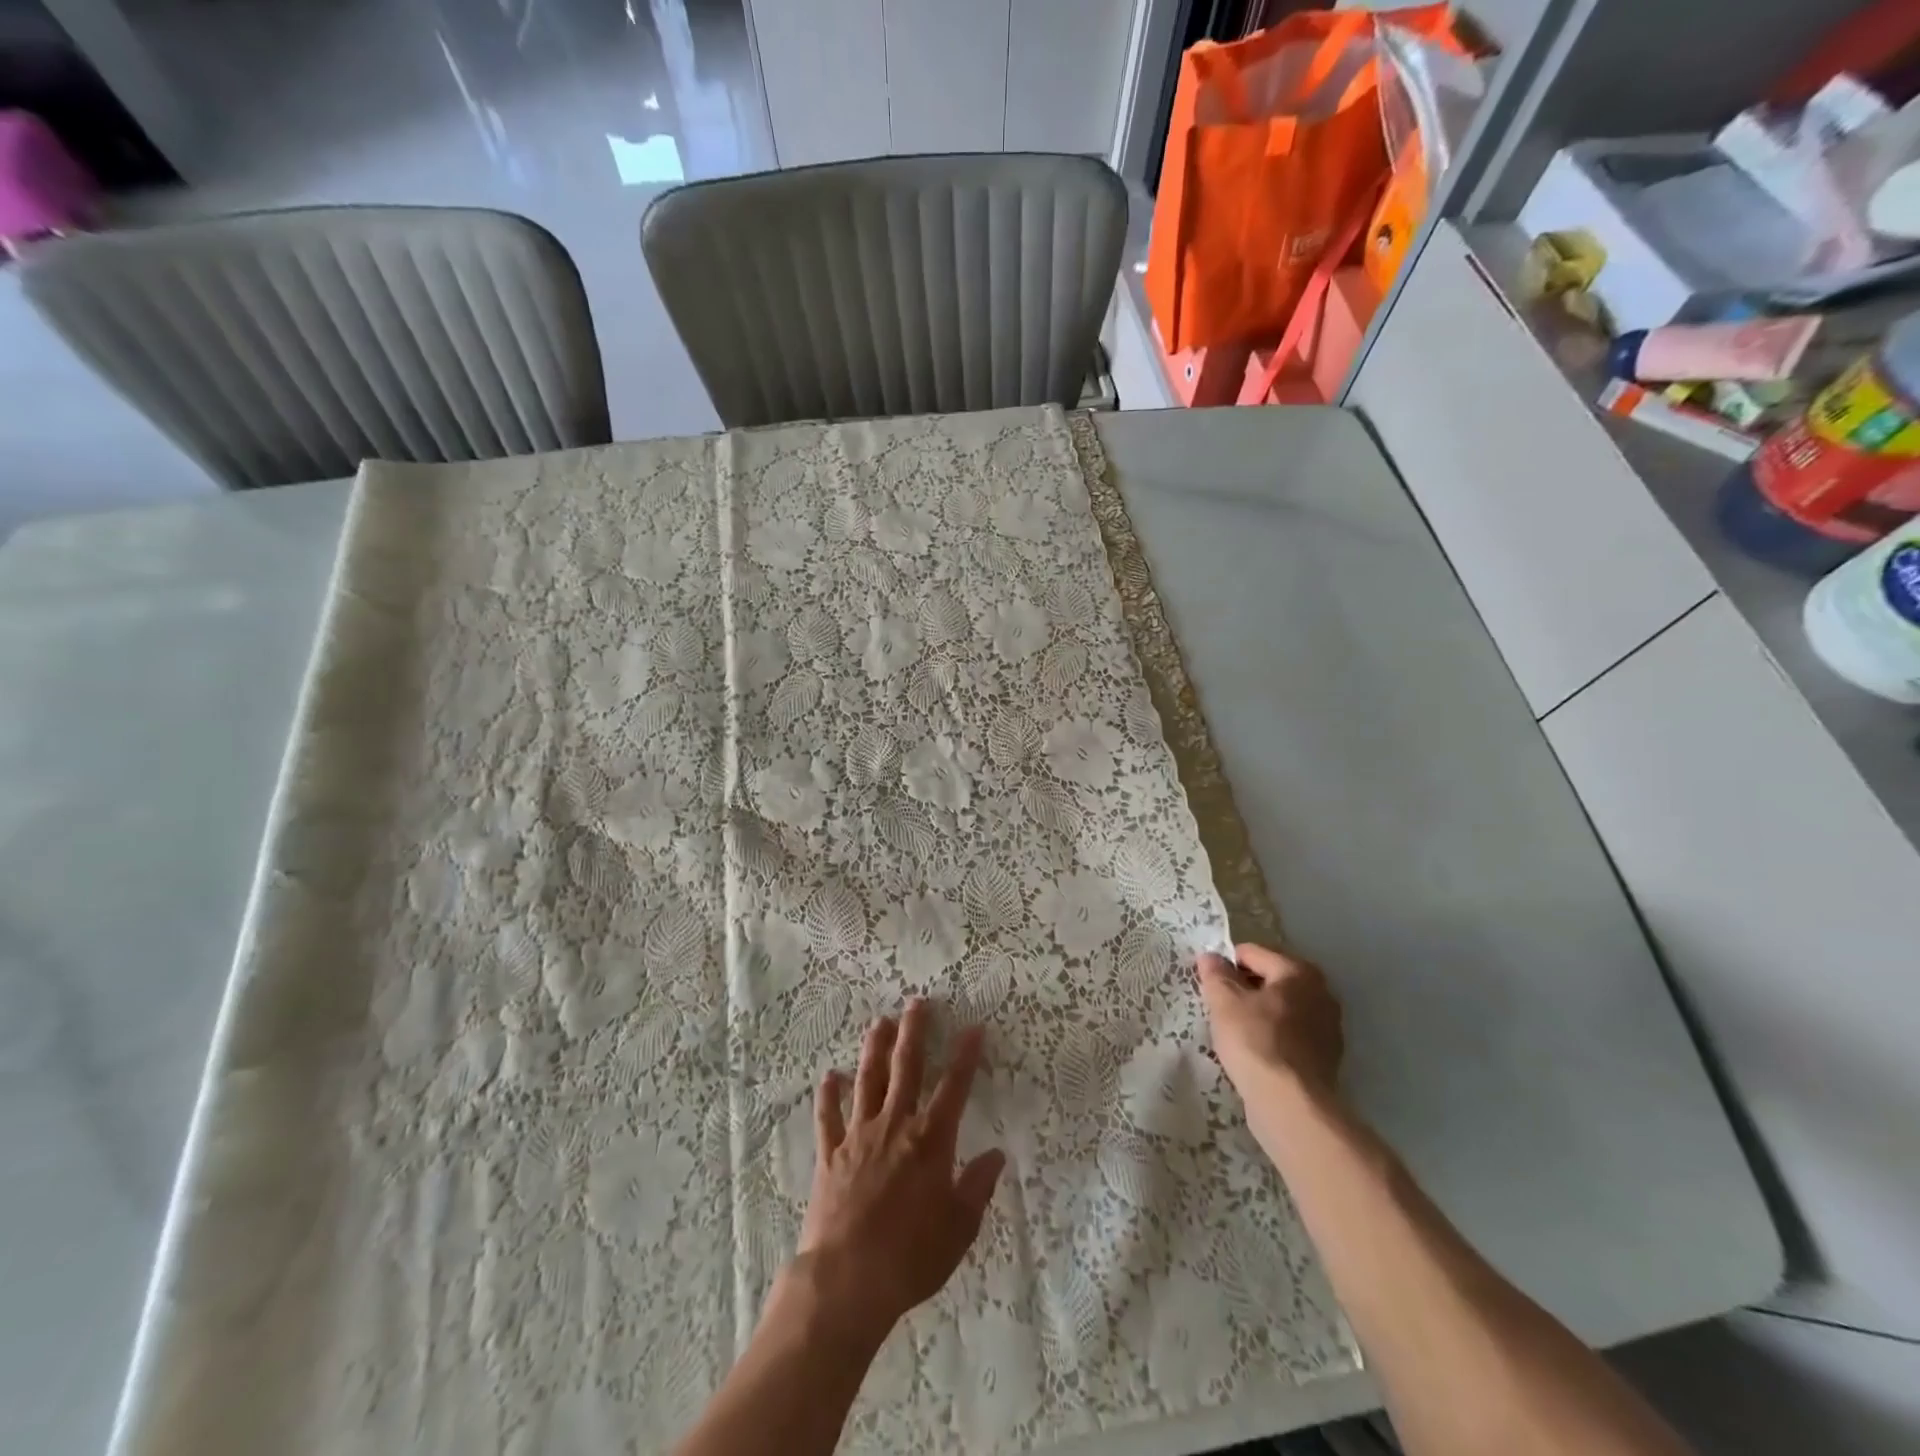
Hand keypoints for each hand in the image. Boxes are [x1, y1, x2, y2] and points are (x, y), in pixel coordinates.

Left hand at [787, 999, 1005, 1349]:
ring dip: (874, 1049)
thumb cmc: (911, 1256)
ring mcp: (859, 1135)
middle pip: (906, 1069)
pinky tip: (829, 1076)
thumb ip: (977, 1187)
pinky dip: (828, 1095)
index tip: (974, 1027)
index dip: (965, 1056)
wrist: (847, 1280)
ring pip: (867, 1080)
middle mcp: (895, 1125)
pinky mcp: (831, 1153)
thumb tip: (996, 1155)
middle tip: (916, 1002)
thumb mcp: (959, 1228)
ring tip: (879, 1022)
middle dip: (913, 1033)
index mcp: (930, 1140)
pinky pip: (829, 1116)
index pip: (954, 1087)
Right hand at [1197, 943, 1343, 1100]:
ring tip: (1234, 1032)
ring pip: (1280, 1008)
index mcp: (1299, 971)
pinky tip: (1254, 1053)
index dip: (1225, 964)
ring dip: (1258, 1013)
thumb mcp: (1224, 1001)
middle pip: (1270, 979)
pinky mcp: (1326, 1057)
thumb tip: (1211, 957)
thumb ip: (1216, 974)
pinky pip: (1290, 1034)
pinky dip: (1272, 1036)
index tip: (1208, 985)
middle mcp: (1321, 992)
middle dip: (1244, 988)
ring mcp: (1328, 1027)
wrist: (1291, 1105)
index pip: (1251, 953)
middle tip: (1219, 1008)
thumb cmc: (1256, 1042)